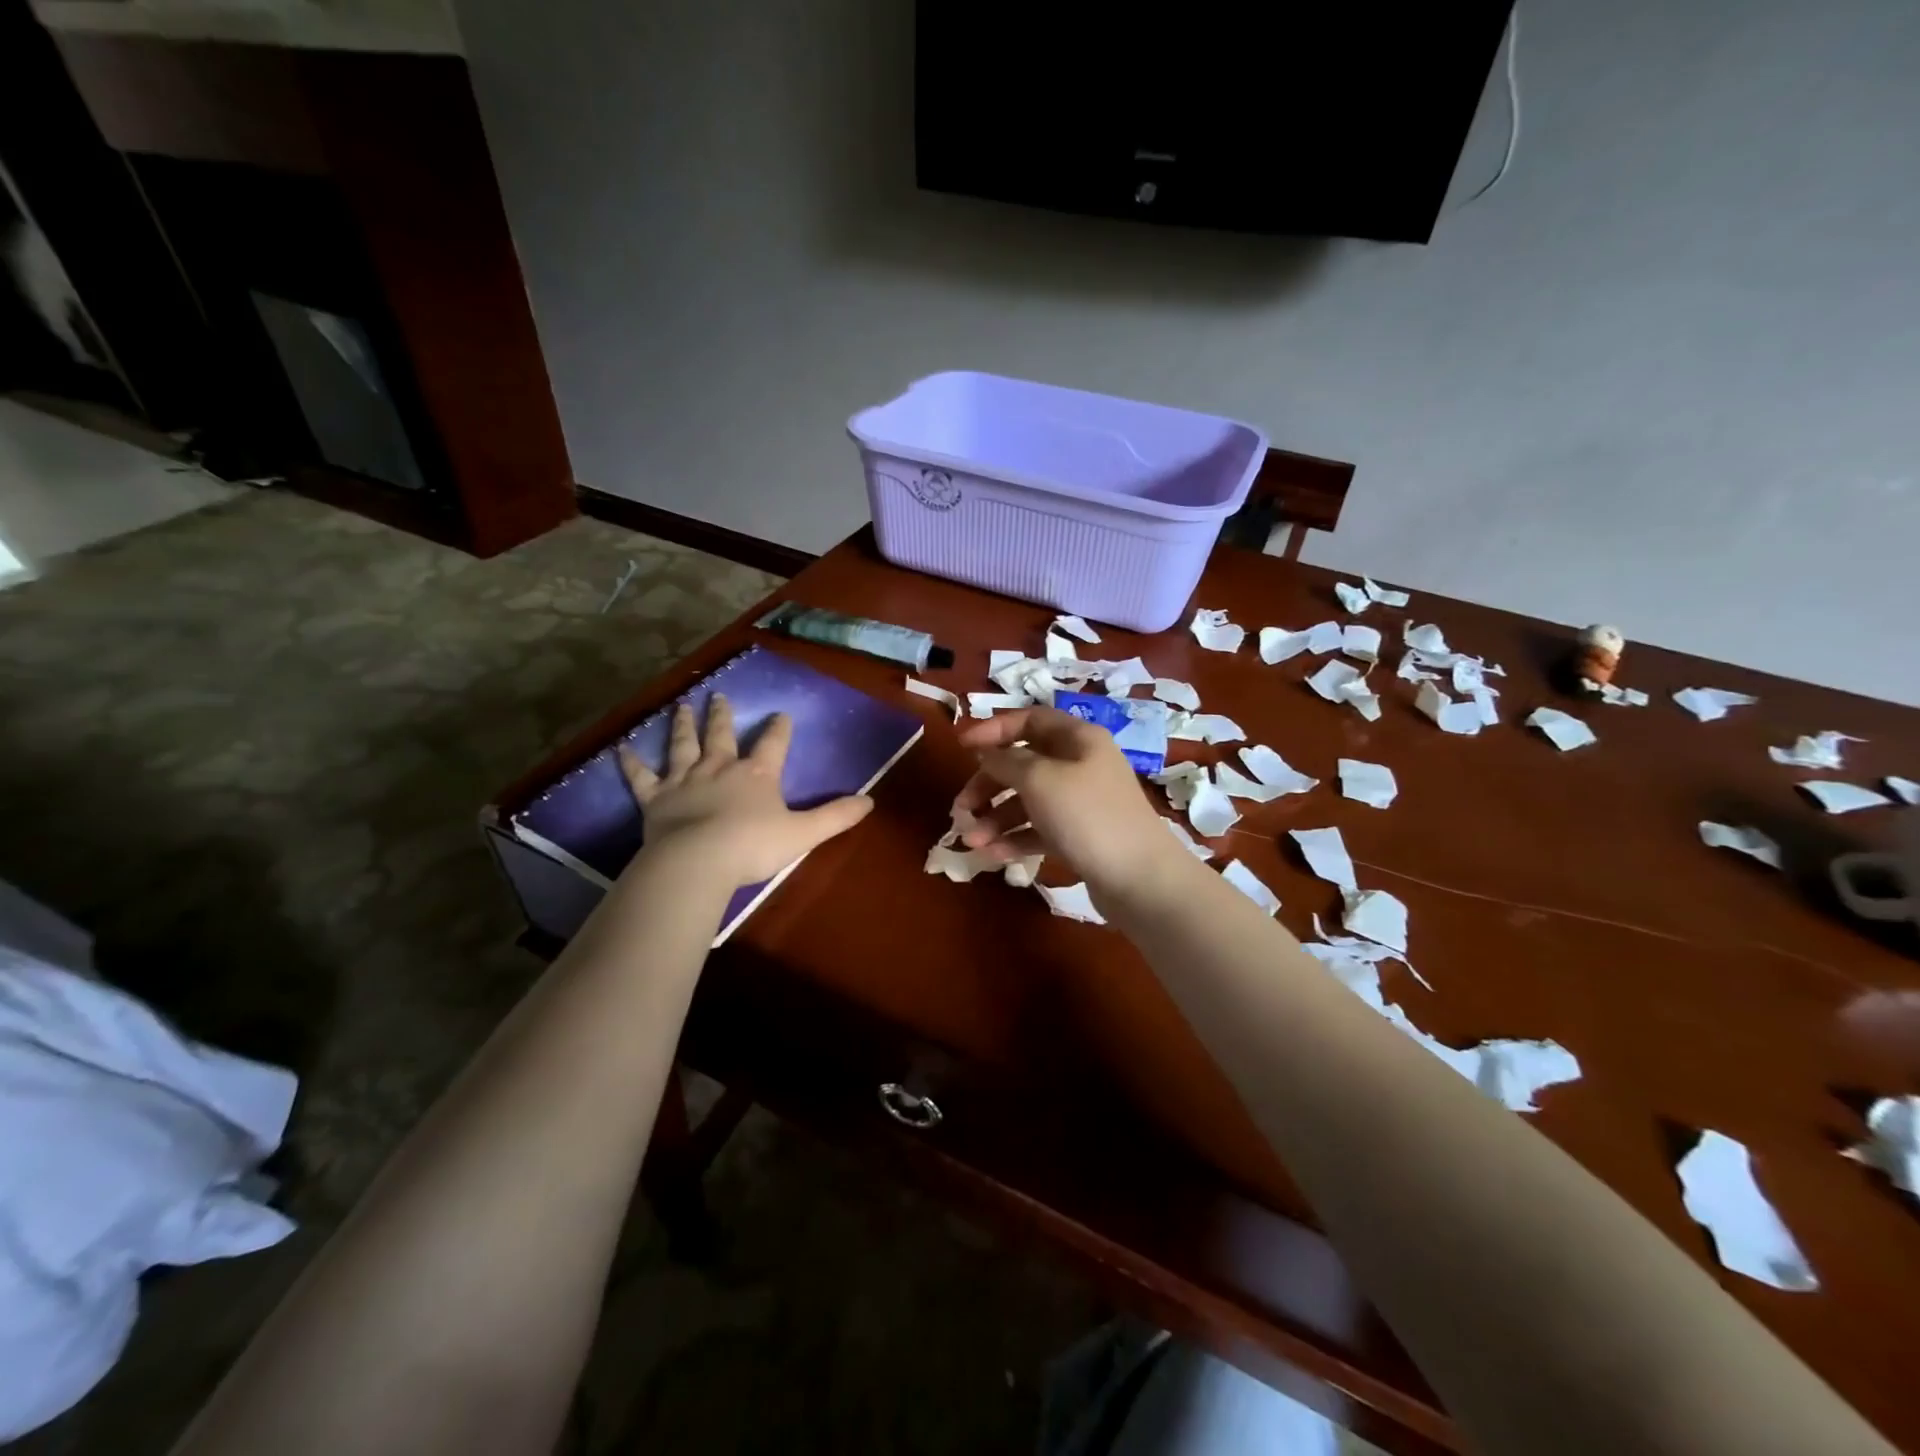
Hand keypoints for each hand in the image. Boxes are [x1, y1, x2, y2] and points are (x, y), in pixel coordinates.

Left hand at [618, 694, 873, 886]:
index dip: (780, 728)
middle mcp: (720, 767)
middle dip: (722, 715)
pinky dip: (631, 762)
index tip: (782, 714)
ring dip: (683, 724)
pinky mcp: (655, 798)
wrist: (698, 862)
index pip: (774, 743)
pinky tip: (621, 748)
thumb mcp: (804, 832)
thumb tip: (870, 801)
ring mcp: (684, 779)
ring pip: (683, 745)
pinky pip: (641, 776)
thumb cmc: (753, 846)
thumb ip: (836, 816)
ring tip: (681, 705)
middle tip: (718, 695)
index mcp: (757, 774)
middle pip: (722, 735)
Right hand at [951, 706, 1184, 897]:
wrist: (1140, 879)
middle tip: (961, 807)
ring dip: (996, 818)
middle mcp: (1081, 765)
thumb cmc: (1087, 816)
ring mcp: (1081, 802)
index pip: (1030, 720)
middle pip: (1024, 763)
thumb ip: (1007, 761)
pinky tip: (992, 855)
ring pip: (1028, 801)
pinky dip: (1015, 838)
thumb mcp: (1040, 779)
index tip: (962, 747)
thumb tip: (987, 753)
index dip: (993, 730)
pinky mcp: (1080, 836)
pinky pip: (1039, 829)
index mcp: (1079, 739)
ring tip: (971, 841)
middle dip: (988, 784)